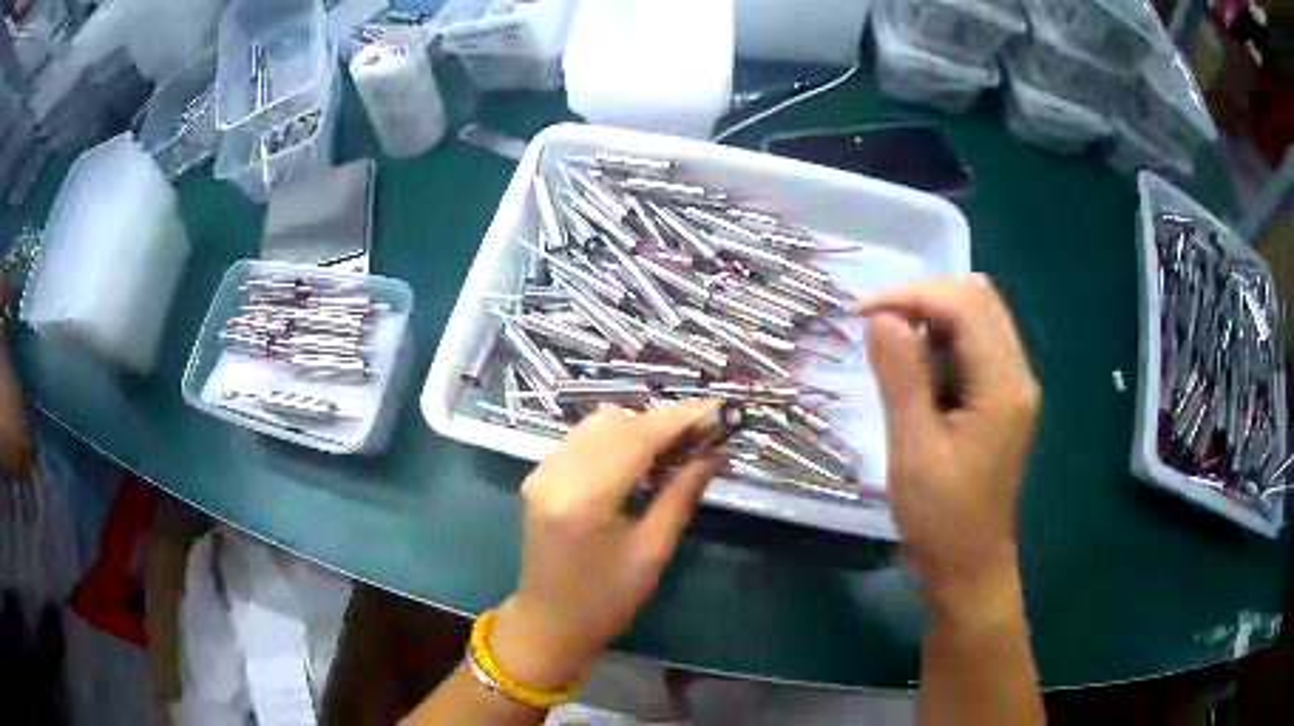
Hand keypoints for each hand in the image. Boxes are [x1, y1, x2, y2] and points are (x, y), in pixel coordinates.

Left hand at [490, 401, 722, 690]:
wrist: (548, 622)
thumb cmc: (606, 601)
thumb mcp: (653, 552)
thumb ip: (681, 495)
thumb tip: (715, 454)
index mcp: (584, 500)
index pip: (637, 438)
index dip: (681, 418)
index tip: (719, 409)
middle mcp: (556, 474)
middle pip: (616, 422)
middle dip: (663, 423)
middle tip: (702, 437)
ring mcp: (541, 472)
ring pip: (597, 424)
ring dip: (639, 428)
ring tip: (674, 450)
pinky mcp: (538, 476)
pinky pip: (582, 439)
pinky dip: (615, 439)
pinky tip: (638, 460)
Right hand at [859, 275, 1038, 613]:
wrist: (969, 566)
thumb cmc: (941, 519)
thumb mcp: (913, 451)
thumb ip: (901, 378)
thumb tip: (880, 317)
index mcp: (1003, 387)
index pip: (965, 305)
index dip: (912, 295)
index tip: (861, 311)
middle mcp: (1017, 375)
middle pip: (977, 299)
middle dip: (923, 298)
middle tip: (875, 324)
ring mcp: (1013, 385)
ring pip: (977, 317)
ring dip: (931, 317)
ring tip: (891, 345)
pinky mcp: (1001, 398)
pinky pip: (974, 345)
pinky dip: (940, 340)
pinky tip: (915, 367)